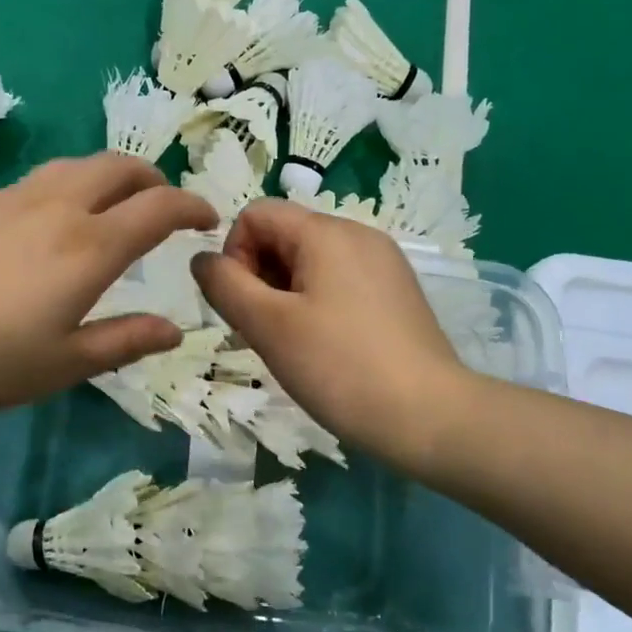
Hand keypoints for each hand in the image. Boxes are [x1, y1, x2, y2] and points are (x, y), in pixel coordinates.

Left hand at [0, 154, 217, 416]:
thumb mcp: (63, 365)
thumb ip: (124, 341)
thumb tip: (174, 328)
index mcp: (89, 248)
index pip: (158, 208)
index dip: (192, 207)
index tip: (208, 219)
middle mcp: (60, 208)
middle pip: (121, 167)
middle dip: (155, 180)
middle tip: (167, 208)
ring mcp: (18, 198)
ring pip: (81, 163)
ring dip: (115, 175)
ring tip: (120, 205)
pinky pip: (48, 175)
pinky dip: (77, 181)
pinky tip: (63, 215)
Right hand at [191, 199, 466, 461]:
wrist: (429, 416)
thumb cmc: (339, 367)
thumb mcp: (268, 325)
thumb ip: (225, 285)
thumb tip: (202, 259)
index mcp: (326, 231)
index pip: (255, 215)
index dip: (234, 255)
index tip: (245, 306)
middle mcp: (358, 234)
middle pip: (284, 235)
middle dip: (259, 277)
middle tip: (265, 332)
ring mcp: (383, 263)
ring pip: (310, 262)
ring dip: (284, 295)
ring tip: (293, 345)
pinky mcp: (396, 292)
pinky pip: (339, 281)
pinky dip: (316, 304)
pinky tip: (324, 347)